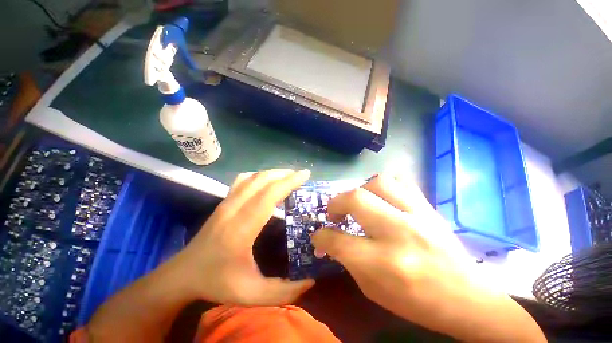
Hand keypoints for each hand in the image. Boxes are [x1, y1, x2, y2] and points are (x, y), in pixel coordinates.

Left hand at [175, 169, 314, 305]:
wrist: (183, 274)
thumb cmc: (216, 283)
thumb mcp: (252, 295)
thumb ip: (284, 292)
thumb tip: (311, 281)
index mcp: (241, 229)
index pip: (268, 196)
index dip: (288, 182)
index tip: (305, 174)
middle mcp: (233, 209)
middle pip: (262, 181)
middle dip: (285, 174)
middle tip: (301, 175)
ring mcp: (226, 203)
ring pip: (252, 177)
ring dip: (273, 173)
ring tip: (289, 176)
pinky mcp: (223, 202)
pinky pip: (243, 180)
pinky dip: (259, 175)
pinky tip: (267, 181)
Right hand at [311, 175, 545, 341]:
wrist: (467, 300)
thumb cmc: (415, 302)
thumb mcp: (372, 289)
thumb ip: (346, 260)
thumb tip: (327, 240)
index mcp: (383, 263)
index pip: (337, 240)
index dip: (321, 237)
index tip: (318, 236)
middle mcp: (399, 232)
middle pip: (355, 199)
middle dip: (335, 203)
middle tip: (334, 213)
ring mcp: (418, 216)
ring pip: (378, 182)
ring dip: (359, 191)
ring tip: (358, 203)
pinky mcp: (429, 208)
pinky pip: (402, 182)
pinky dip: (384, 186)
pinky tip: (380, 197)